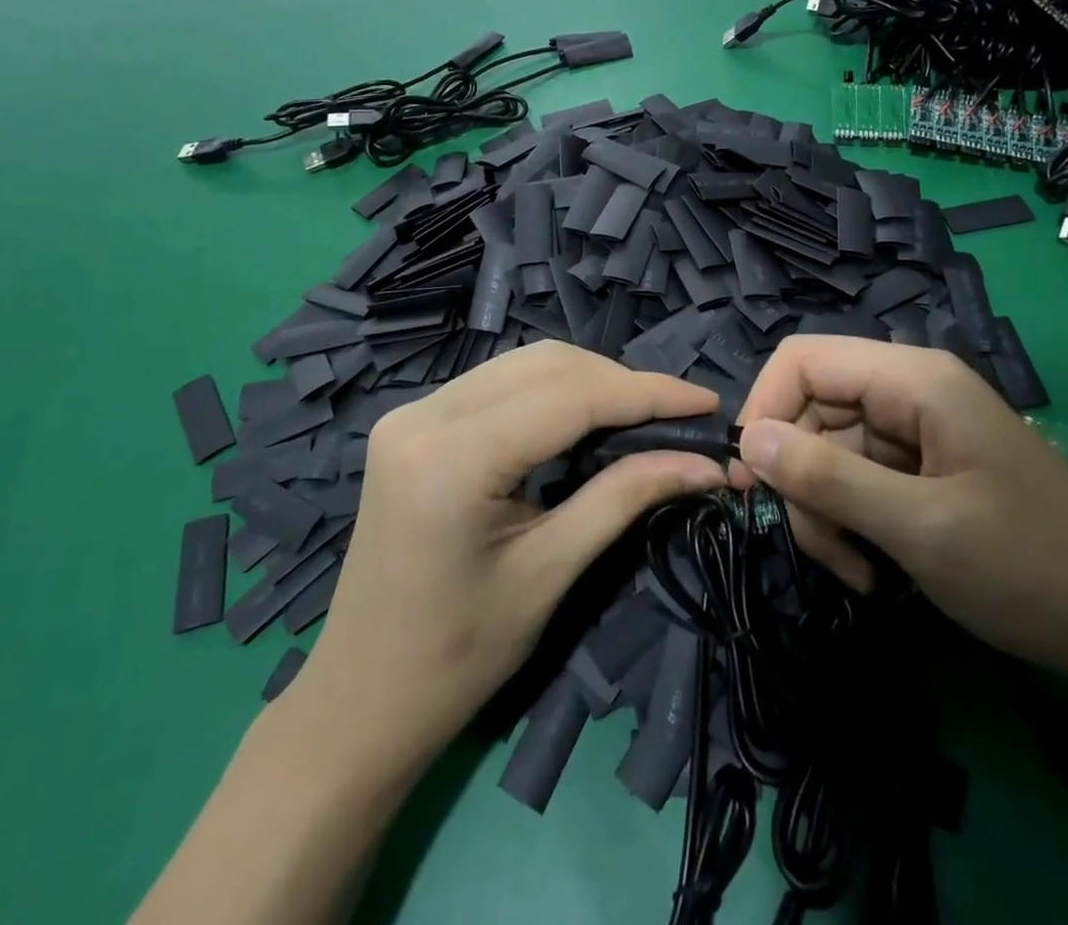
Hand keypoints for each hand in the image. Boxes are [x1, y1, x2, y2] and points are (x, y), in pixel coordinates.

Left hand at [292, 341, 726, 774]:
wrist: (360, 700)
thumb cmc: (457, 657)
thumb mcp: (550, 573)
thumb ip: (625, 497)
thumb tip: (704, 462)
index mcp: (451, 457)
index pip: (569, 397)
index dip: (647, 393)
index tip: (707, 402)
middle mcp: (424, 413)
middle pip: (546, 365)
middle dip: (620, 383)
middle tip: (678, 416)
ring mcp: (411, 412)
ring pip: (524, 365)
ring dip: (589, 382)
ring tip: (643, 416)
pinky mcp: (413, 421)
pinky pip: (499, 384)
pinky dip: (552, 393)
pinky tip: (587, 418)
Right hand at [734, 336, 1067, 683]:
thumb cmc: (1030, 568)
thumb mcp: (919, 527)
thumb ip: (827, 478)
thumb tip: (749, 441)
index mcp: (913, 379)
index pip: (803, 360)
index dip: (765, 408)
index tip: (750, 480)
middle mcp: (909, 392)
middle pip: (811, 412)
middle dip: (801, 480)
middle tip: (821, 548)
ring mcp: (916, 432)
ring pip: (828, 453)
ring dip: (825, 513)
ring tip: (856, 573)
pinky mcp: (923, 470)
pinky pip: (858, 481)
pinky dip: (851, 525)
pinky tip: (874, 573)